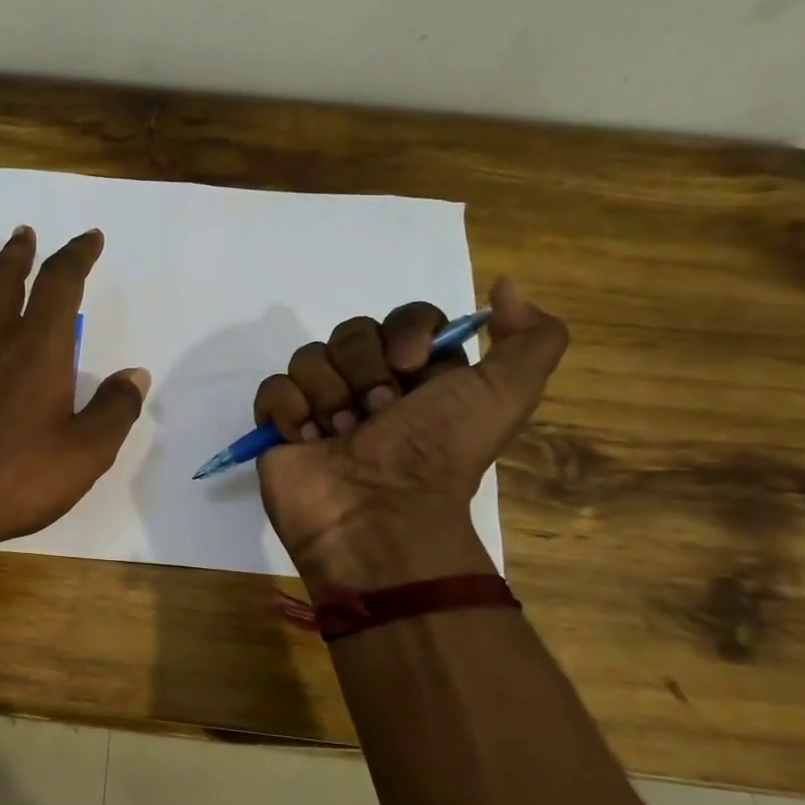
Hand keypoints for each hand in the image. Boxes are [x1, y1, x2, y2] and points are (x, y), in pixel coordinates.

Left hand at [0, 226, 148, 564]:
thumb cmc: (18, 480)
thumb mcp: (87, 453)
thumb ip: (115, 409)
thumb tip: (135, 375)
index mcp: (38, 349)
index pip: (60, 284)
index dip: (77, 256)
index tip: (90, 239)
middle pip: (4, 281)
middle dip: (18, 254)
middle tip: (23, 233)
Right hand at [254, 278, 567, 588]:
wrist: (378, 518)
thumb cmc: (437, 454)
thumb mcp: (507, 395)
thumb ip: (531, 338)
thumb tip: (506, 285)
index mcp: (422, 376)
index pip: (404, 318)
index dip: (404, 332)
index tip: (410, 365)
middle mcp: (371, 386)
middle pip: (351, 332)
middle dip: (362, 369)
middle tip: (377, 413)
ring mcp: (322, 407)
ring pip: (308, 357)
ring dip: (327, 394)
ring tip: (341, 435)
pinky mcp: (282, 429)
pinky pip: (272, 389)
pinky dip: (289, 410)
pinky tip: (309, 440)